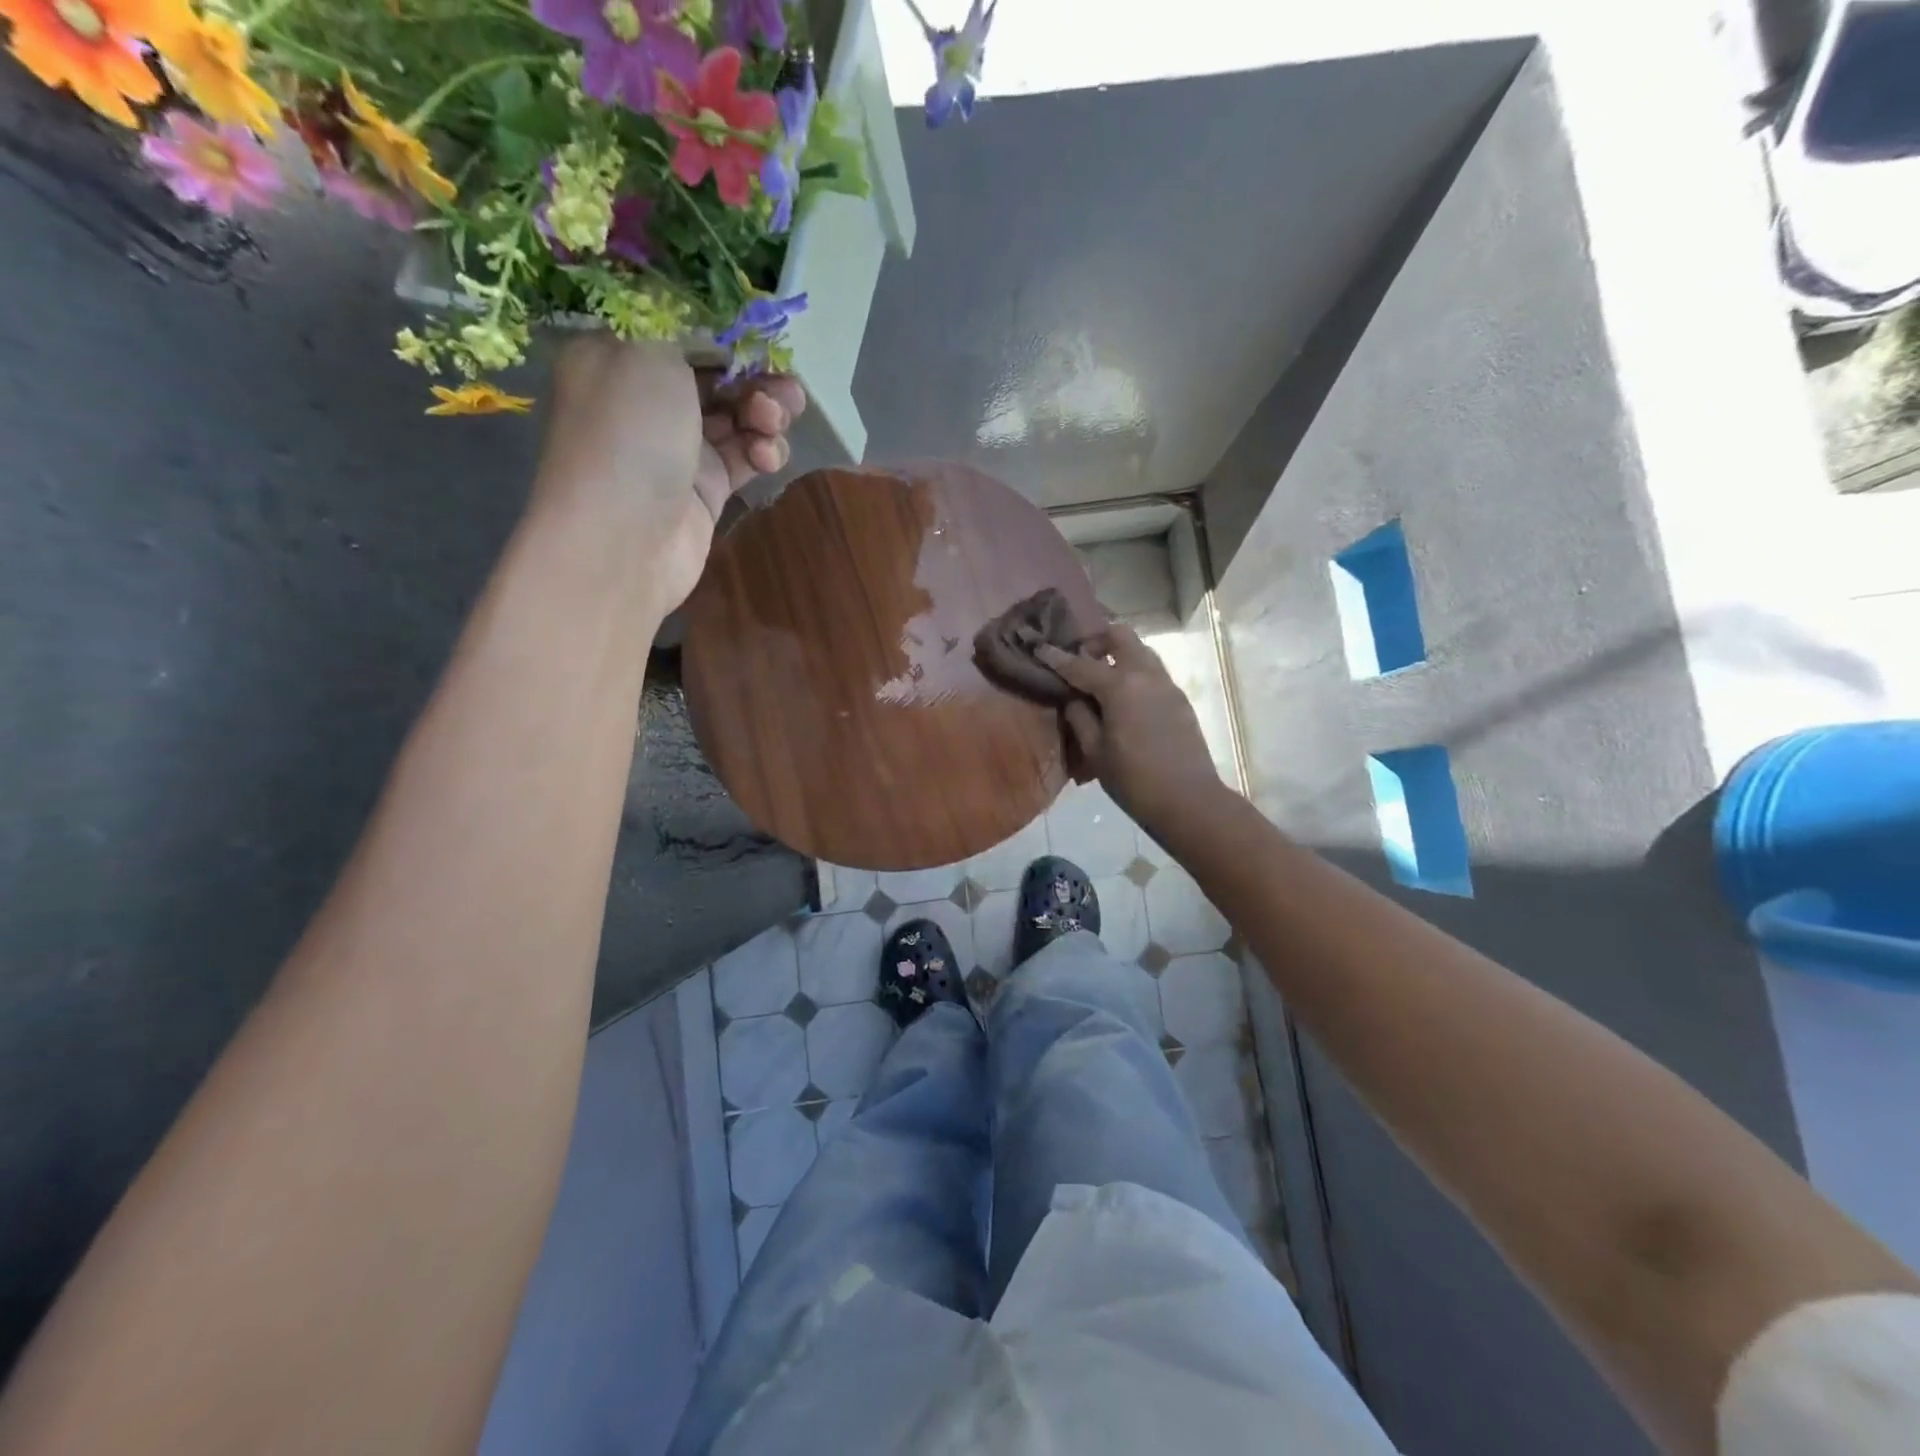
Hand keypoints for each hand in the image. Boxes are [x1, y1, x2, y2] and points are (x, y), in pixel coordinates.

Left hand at [534, 336, 804, 607]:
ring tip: (774, 422)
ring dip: (766, 413)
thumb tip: (720, 323)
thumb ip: (688, 324)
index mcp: (619, 353)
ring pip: (737, 416)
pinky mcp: (706, 488)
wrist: (622, 541)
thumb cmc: (628, 434)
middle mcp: (646, 397)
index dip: (728, 329)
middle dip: (755, 374)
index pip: (682, 326)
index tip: (764, 333)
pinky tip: (766, 458)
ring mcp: (678, 446)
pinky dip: (762, 452)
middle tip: (784, 385)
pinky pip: (745, 458)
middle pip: (717, 372)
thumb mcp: (648, 350)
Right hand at [1037, 625, 1222, 834]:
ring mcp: (1167, 684)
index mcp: (1120, 686)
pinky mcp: (1179, 698)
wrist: (1189, 800)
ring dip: (1118, 653)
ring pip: (1140, 650)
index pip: (1081, 664)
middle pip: (1120, 636)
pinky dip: (1134, 672)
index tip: (1040, 648)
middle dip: (1096, 640)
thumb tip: (1073, 698)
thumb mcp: (1095, 752)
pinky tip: (1123, 698)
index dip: (1057, 657)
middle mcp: (1145, 675)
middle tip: (1079, 659)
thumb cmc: (1133, 780)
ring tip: (1100, 677)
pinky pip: (1152, 671)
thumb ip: (1079, 717)